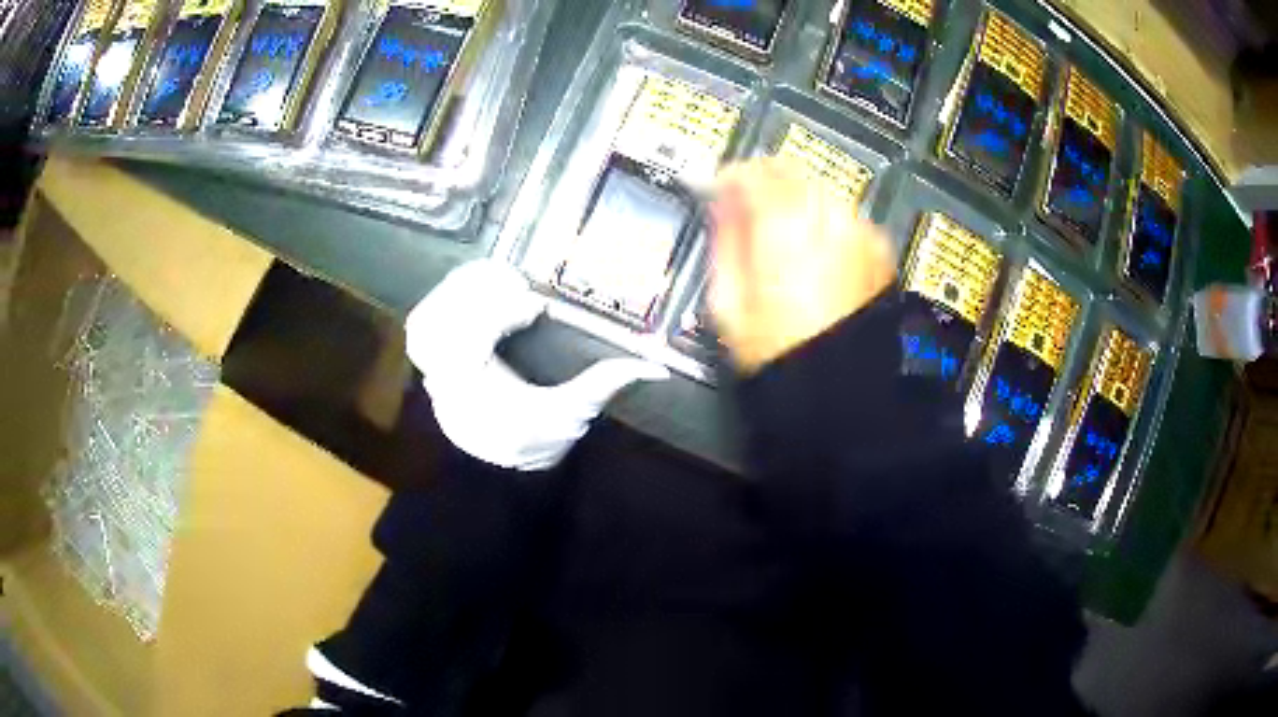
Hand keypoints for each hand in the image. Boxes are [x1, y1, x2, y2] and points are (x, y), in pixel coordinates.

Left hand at [405, 260, 668, 471]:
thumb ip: (604, 386)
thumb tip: (654, 368)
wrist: (500, 470)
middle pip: (439, 323)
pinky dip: (443, 301)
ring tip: (493, 277)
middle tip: (512, 277)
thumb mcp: (570, 415)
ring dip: (456, 292)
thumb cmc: (534, 441)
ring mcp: (431, 371)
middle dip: (474, 292)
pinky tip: (471, 290)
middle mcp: (443, 379)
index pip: (472, 344)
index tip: (536, 305)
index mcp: (476, 393)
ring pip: (426, 319)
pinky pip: (423, 324)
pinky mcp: (431, 364)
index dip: (501, 315)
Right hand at [708, 157, 897, 373]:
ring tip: (781, 227)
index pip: (754, 173)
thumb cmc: (783, 354)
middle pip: (792, 172)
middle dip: (766, 179)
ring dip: (797, 197)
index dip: (731, 174)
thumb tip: (720, 205)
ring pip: (821, 190)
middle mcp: (827, 220)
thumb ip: (724, 242)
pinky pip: (846, 216)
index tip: (719, 186)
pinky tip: (815, 244)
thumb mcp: (730, 303)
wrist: (841, 387)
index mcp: (784, 229)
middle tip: (748, 201)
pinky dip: (826, 219)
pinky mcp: (878, 251)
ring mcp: (859, 233)